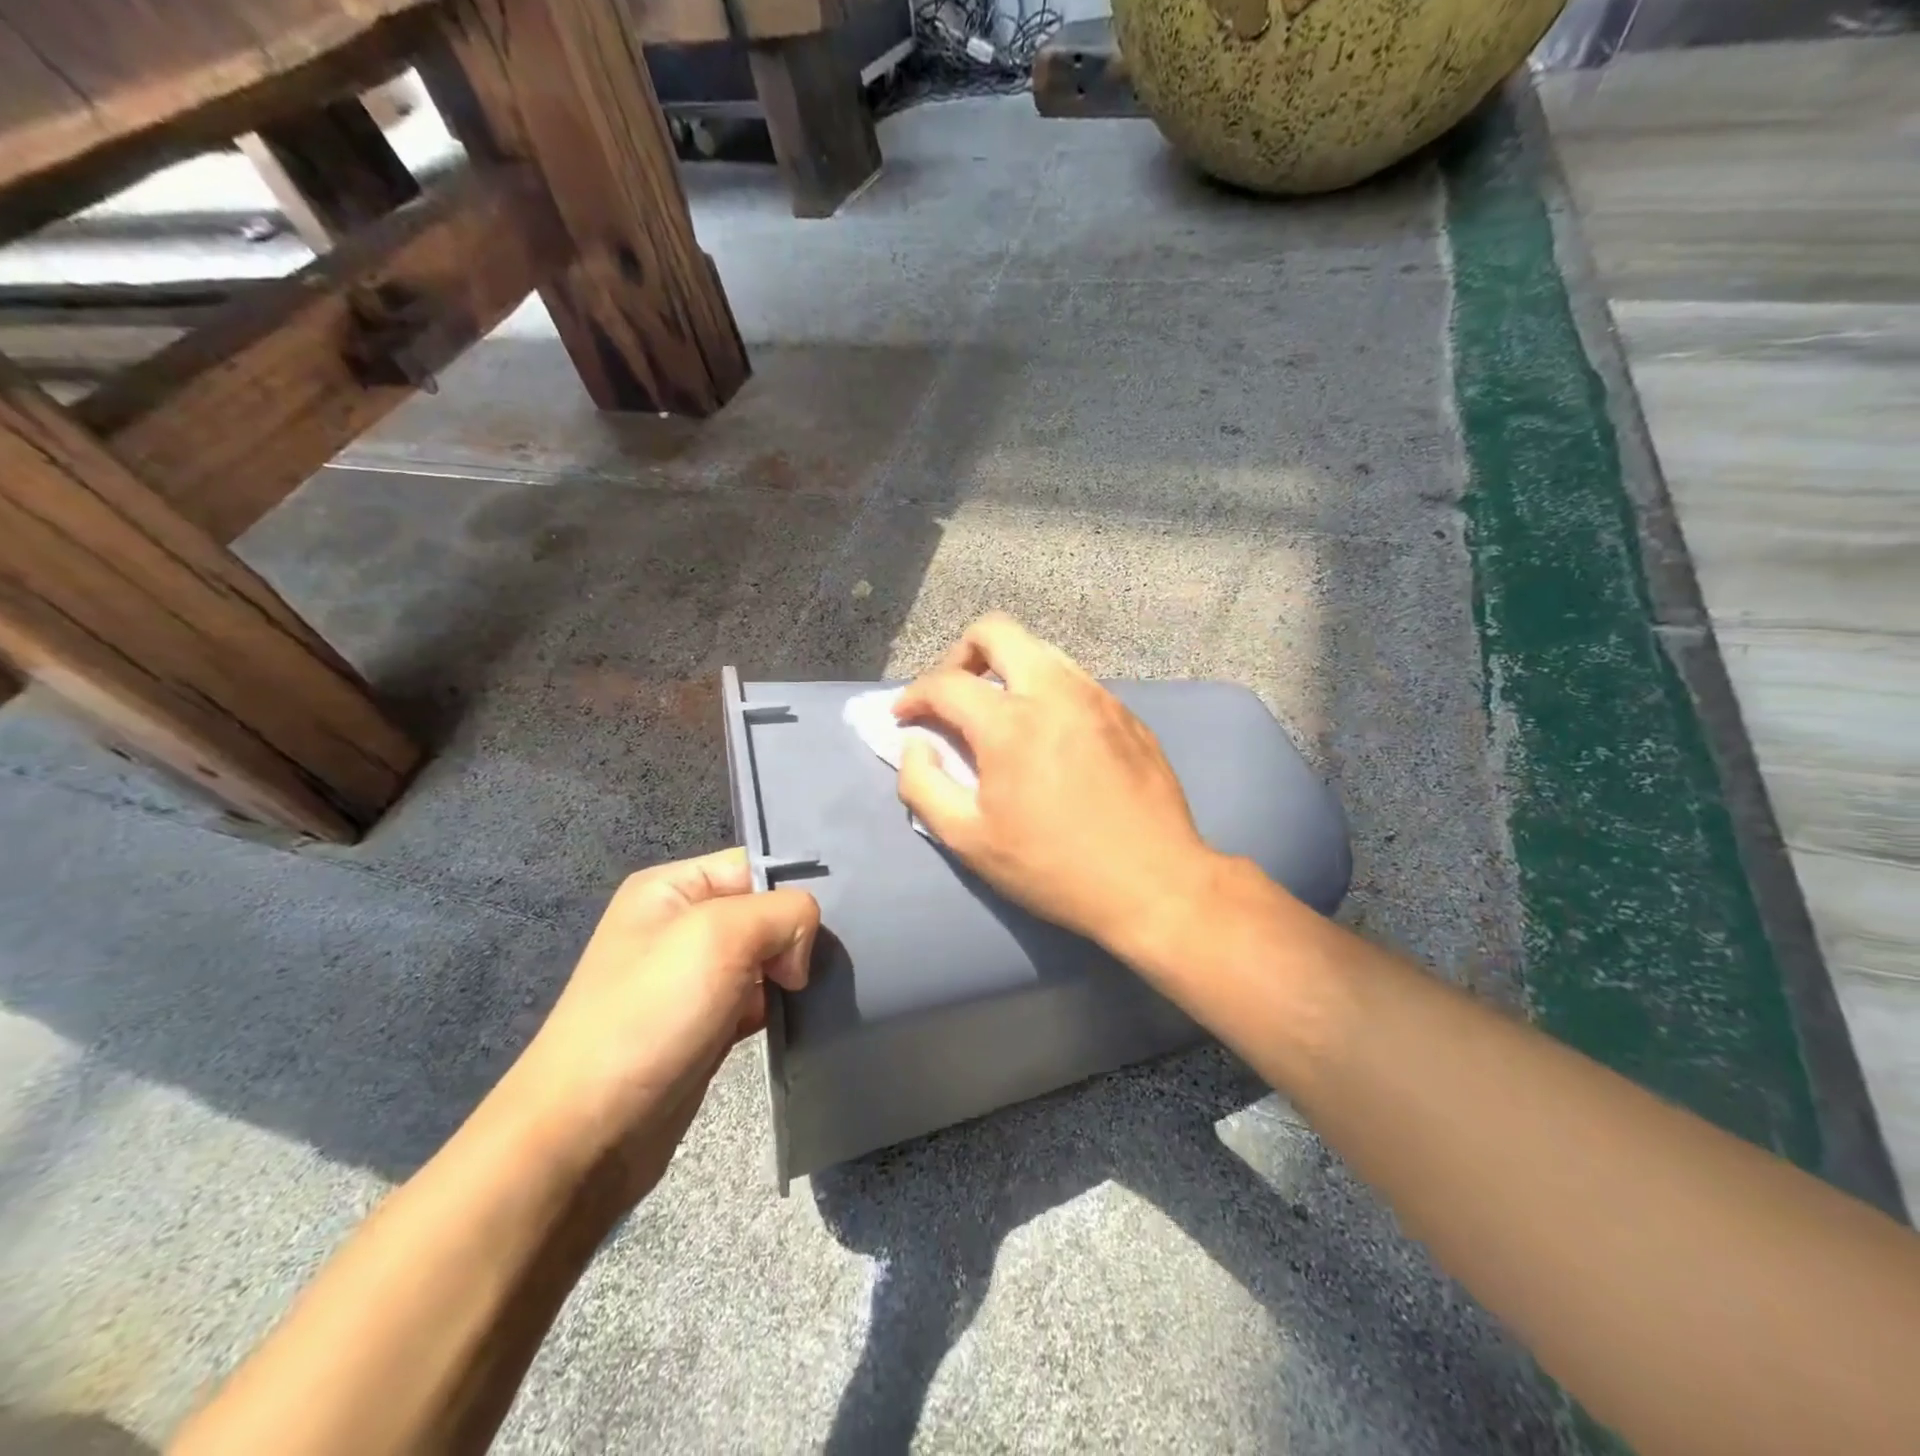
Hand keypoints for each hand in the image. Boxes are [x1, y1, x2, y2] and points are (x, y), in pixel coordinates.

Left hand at [504, 849, 816, 1205]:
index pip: (753, 865)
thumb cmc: (651, 1015)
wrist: (588, 1133)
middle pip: (763, 910)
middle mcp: (679, 925)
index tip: (822, 928)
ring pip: (765, 956)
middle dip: (795, 935)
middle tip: (817, 966)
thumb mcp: (721, 935)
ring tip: (812, 992)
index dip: (790, 890)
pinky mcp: (704, 1024)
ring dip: (790, 973)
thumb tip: (800, 950)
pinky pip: (757, 998)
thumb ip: (782, 912)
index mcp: (670, 888)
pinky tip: (795, 1019)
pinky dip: (778, 1006)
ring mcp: (690, 978)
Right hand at [893, 613, 1218, 956]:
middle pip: (996, 631)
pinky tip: (1048, 734)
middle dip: (960, 654)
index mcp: (1010, 722)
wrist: (1154, 884)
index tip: (904, 716)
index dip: (913, 694)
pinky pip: (1075, 679)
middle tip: (952, 694)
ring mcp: (1098, 697)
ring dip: (1007, 668)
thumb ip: (923, 787)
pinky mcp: (1127, 713)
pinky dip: (1045, 690)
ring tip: (998, 711)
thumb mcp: (969, 841)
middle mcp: (1055, 692)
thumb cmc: (1053, 868)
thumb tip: (916, 747)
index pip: (946, 682)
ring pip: (1041, 649)